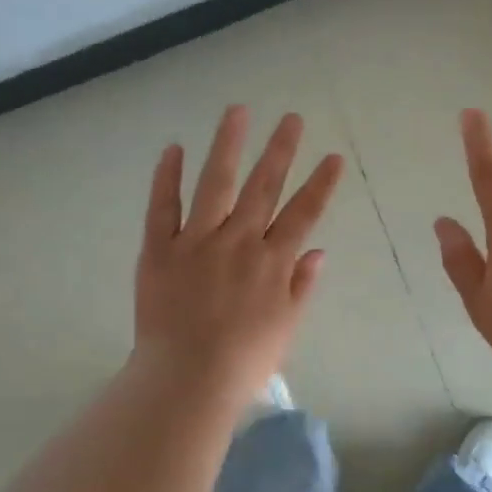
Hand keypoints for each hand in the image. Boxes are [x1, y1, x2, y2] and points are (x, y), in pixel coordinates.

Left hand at [133, 106, 344, 399]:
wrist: (187, 380)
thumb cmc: (243, 362)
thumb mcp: (286, 328)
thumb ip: (301, 286)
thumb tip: (318, 252)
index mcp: (272, 262)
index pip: (303, 214)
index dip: (320, 184)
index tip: (332, 157)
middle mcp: (238, 242)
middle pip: (264, 187)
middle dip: (281, 150)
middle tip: (292, 118)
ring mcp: (196, 242)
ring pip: (216, 184)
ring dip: (228, 145)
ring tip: (238, 111)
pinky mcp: (159, 249)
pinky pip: (162, 207)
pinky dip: (167, 177)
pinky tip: (174, 148)